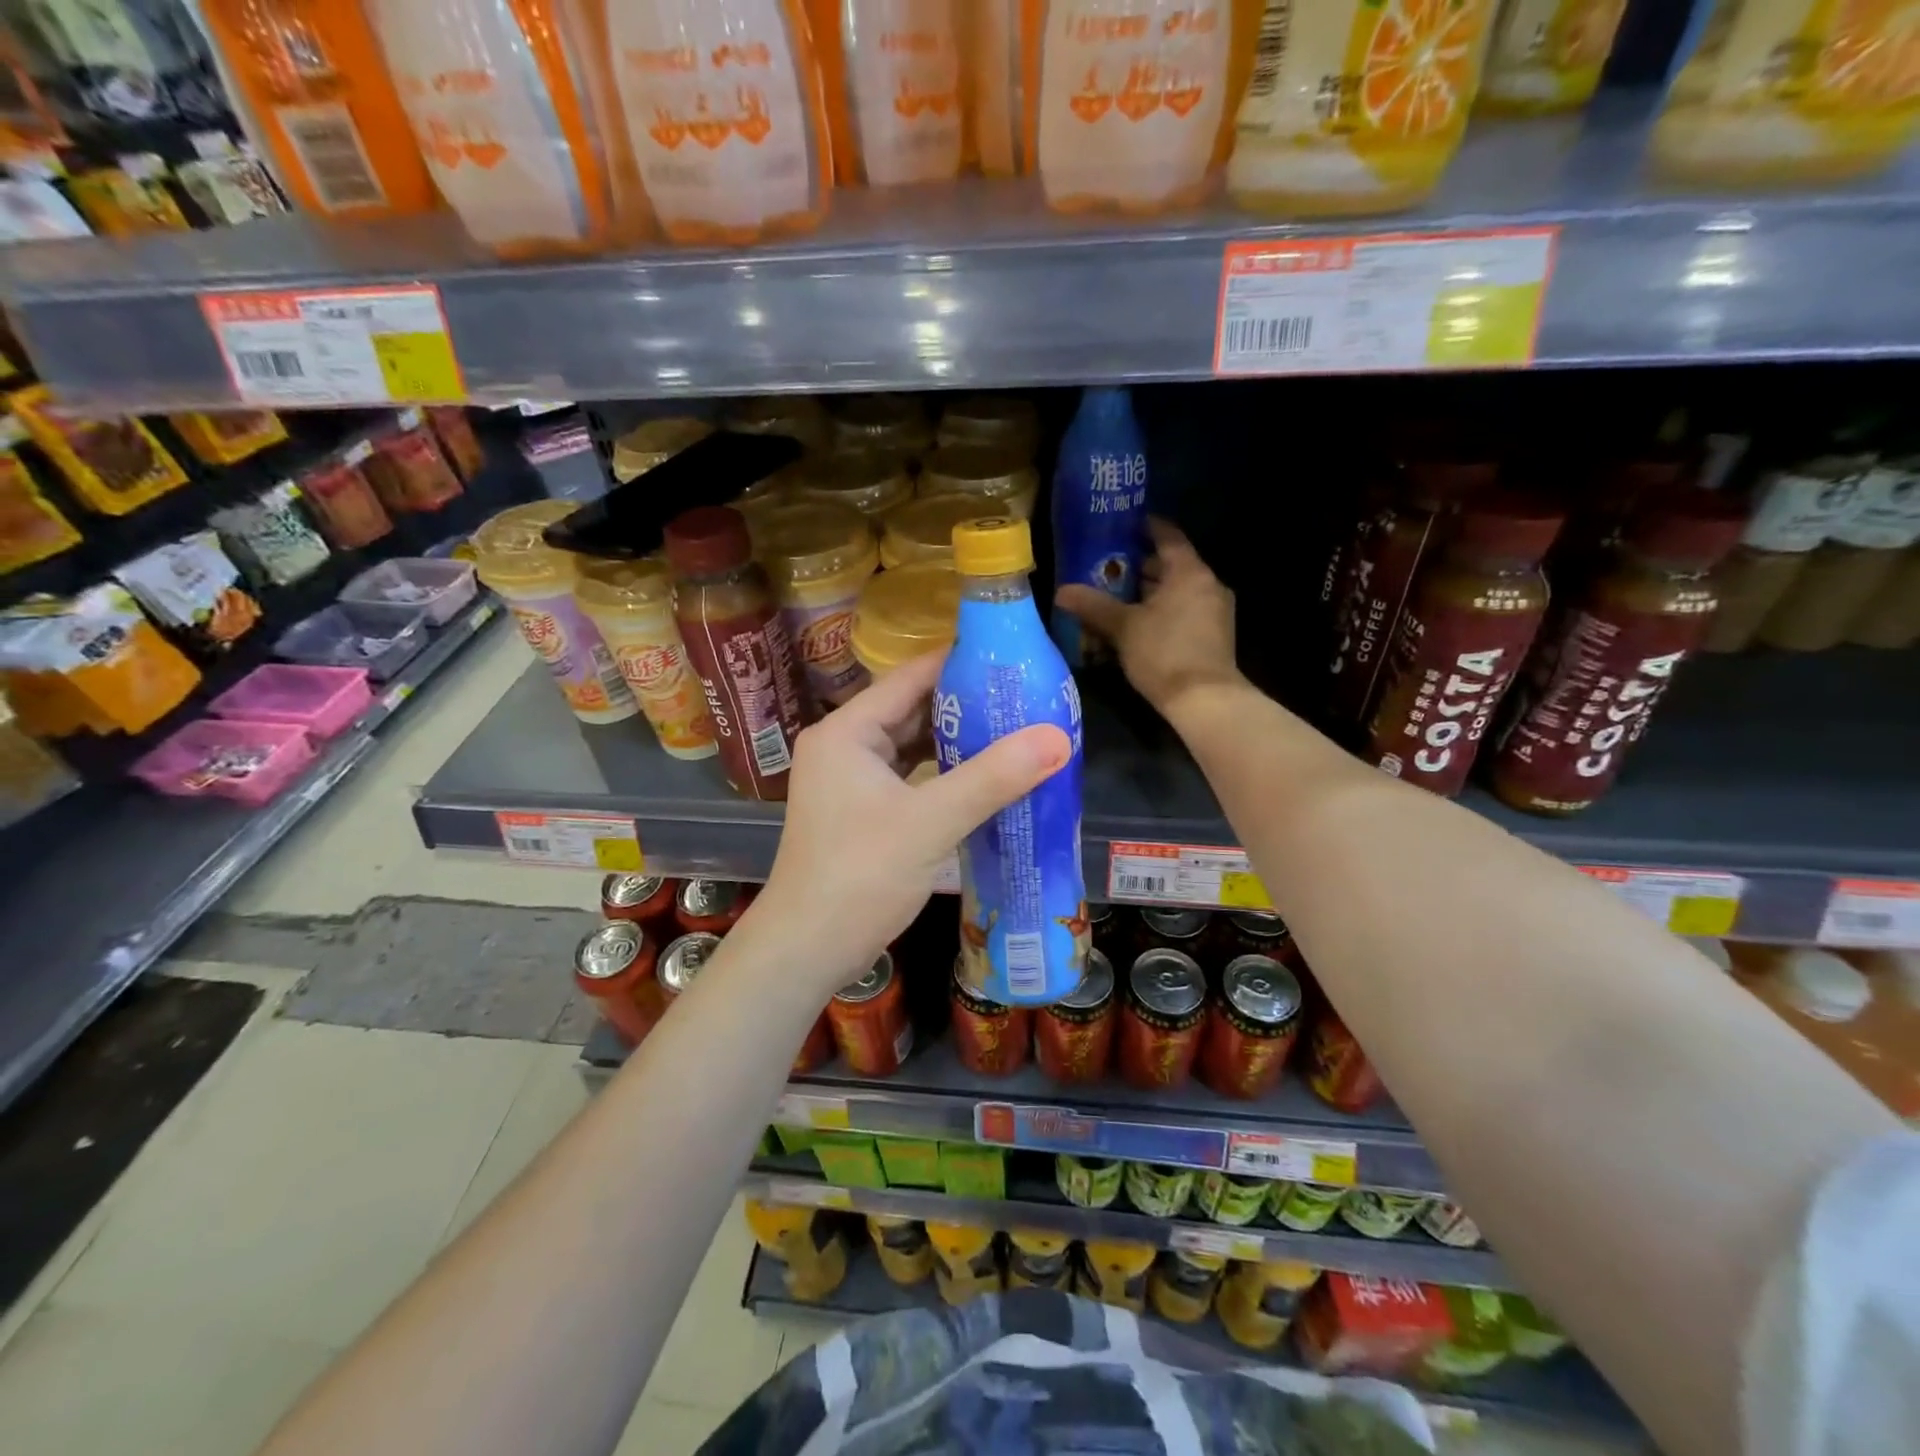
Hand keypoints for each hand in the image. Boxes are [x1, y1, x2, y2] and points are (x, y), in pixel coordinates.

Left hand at [748, 651, 1071, 991]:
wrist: (806, 950)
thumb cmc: (859, 877)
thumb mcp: (930, 822)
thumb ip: (993, 778)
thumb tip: (1058, 737)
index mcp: (847, 732)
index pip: (909, 678)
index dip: (959, 662)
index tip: (1012, 657)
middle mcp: (844, 746)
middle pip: (912, 710)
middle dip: (966, 705)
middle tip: (1024, 697)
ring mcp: (850, 781)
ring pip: (912, 747)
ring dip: (958, 741)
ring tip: (1015, 729)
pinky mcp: (862, 812)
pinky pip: (910, 777)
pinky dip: (944, 774)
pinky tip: (985, 776)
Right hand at [1055, 518, 1243, 718]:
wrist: (1204, 700)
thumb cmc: (1164, 653)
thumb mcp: (1123, 627)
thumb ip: (1093, 606)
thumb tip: (1061, 591)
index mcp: (1189, 572)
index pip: (1167, 536)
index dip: (1144, 528)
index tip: (1121, 526)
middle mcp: (1207, 585)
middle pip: (1170, 566)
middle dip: (1138, 566)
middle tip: (1106, 567)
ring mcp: (1214, 611)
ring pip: (1176, 591)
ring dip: (1148, 593)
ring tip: (1115, 597)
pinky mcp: (1213, 636)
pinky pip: (1183, 612)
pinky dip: (1161, 612)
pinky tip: (1136, 625)